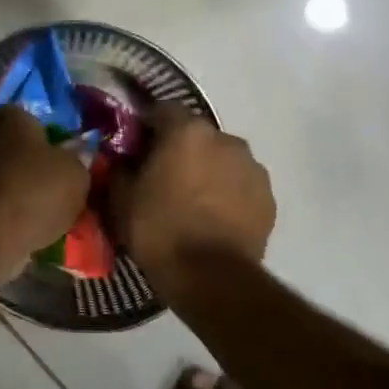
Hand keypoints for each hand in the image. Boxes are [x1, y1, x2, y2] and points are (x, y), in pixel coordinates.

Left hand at [0, 107, 90, 256]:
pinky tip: (25, 217)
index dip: (35, 126)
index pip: (20, 111)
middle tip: (42, 169)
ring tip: (39, 199)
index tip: (51, 142)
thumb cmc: (38, 189)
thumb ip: (77, 160)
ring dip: (10, 179)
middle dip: (17, 151)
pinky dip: (4, 203)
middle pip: (1, 138)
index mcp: (12, 119)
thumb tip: (76, 155)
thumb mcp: (76, 173)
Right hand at [107, 107, 274, 302]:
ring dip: (207, 170)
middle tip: (162, 177)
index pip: (162, 110)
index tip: (135, 147)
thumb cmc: (160, 231)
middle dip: (180, 149)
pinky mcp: (269, 197)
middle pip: (196, 134)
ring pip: (222, 159)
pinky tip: (214, 218)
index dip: (146, 126)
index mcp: (187, 131)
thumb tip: (122, 160)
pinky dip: (228, 193)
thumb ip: (120, 169)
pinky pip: (241, 184)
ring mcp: (252, 168)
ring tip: (192, 201)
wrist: (212, 278)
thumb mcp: (121, 199)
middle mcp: (225, 139)